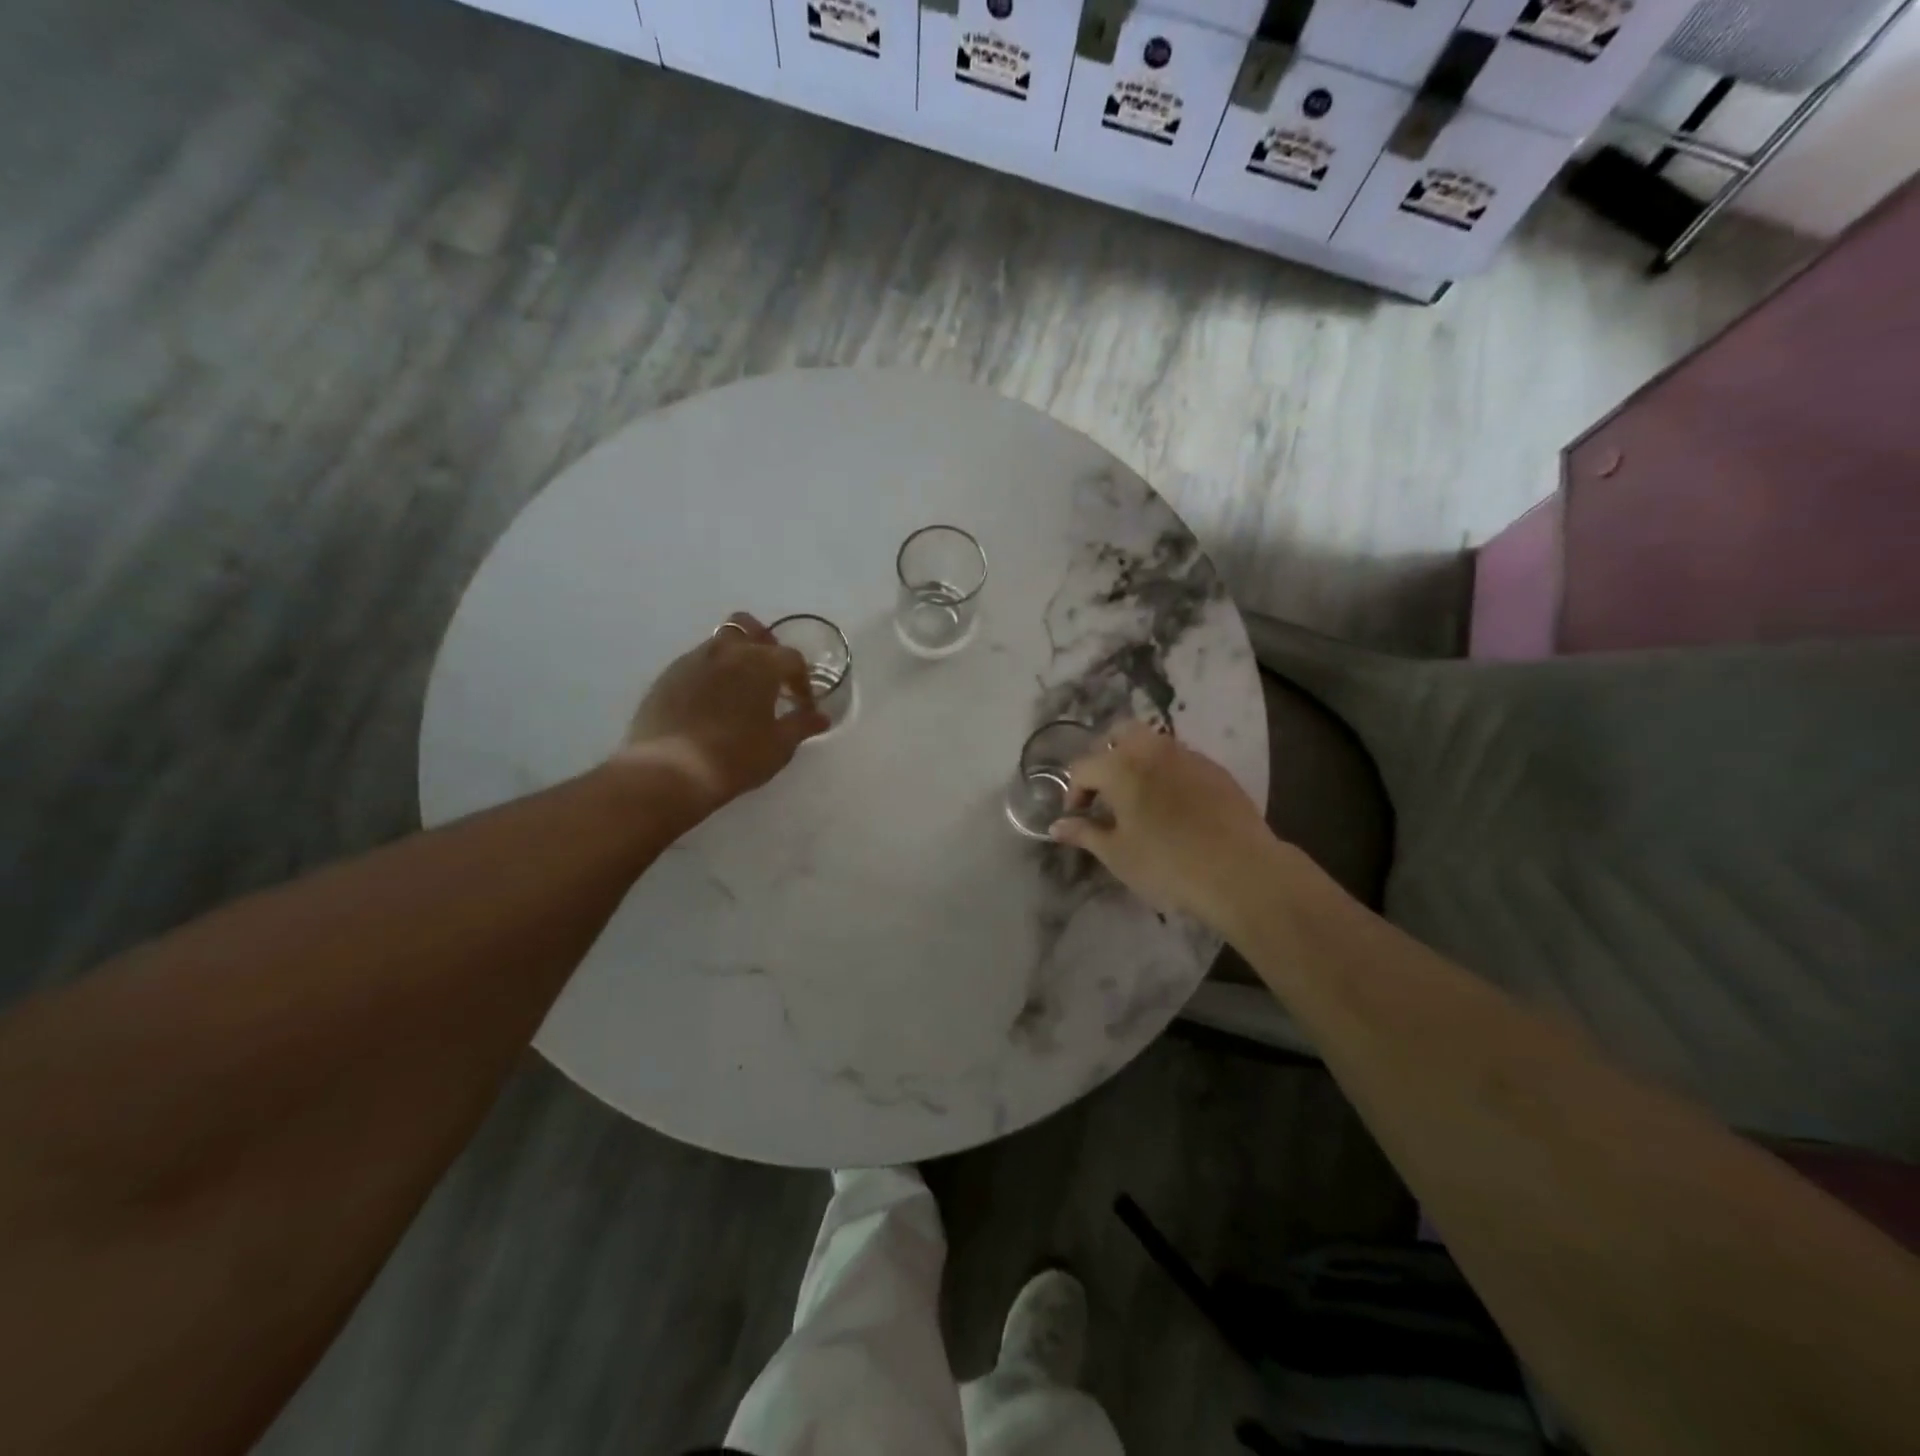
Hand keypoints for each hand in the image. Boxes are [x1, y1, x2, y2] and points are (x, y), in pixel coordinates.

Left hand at [615, 613, 829, 814]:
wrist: (669, 771)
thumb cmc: (735, 757)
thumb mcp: (779, 746)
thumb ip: (802, 725)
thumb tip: (821, 716)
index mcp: (759, 662)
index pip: (791, 658)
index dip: (802, 680)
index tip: (802, 704)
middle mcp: (725, 651)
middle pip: (749, 628)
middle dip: (765, 646)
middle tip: (770, 676)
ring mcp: (691, 661)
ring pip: (719, 643)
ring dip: (734, 658)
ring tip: (739, 691)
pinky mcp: (666, 677)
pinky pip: (695, 664)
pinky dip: (709, 675)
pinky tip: (710, 705)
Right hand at [1051, 724, 1275, 925]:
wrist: (1241, 872)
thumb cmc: (1167, 864)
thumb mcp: (1117, 855)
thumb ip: (1084, 834)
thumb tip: (1056, 826)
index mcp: (1121, 766)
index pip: (1082, 767)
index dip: (1073, 792)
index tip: (1077, 818)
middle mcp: (1152, 749)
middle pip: (1118, 734)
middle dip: (1104, 757)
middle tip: (1104, 792)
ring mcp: (1188, 755)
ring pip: (1152, 743)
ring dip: (1136, 761)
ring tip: (1137, 798)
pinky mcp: (1215, 770)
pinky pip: (1180, 759)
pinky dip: (1166, 772)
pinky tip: (1173, 805)